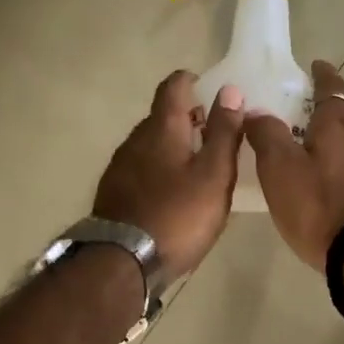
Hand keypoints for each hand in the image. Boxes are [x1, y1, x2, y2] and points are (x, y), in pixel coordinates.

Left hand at [94, 72, 245, 281]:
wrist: (121, 263)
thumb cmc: (178, 215)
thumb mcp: (214, 174)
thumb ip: (224, 132)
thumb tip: (230, 90)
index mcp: (162, 128)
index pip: (173, 86)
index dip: (192, 81)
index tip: (211, 90)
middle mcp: (136, 139)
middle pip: (162, 116)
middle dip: (189, 118)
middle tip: (216, 135)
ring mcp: (120, 166)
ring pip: (152, 143)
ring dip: (174, 145)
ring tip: (199, 167)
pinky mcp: (114, 191)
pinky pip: (142, 167)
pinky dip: (160, 168)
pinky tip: (174, 193)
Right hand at [244, 61, 343, 270]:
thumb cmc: (320, 206)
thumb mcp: (280, 170)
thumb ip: (267, 136)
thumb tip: (256, 111)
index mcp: (338, 125)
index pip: (332, 88)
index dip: (323, 76)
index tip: (316, 66)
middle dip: (329, 108)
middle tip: (306, 110)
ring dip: (338, 138)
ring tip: (315, 147)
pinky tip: (332, 180)